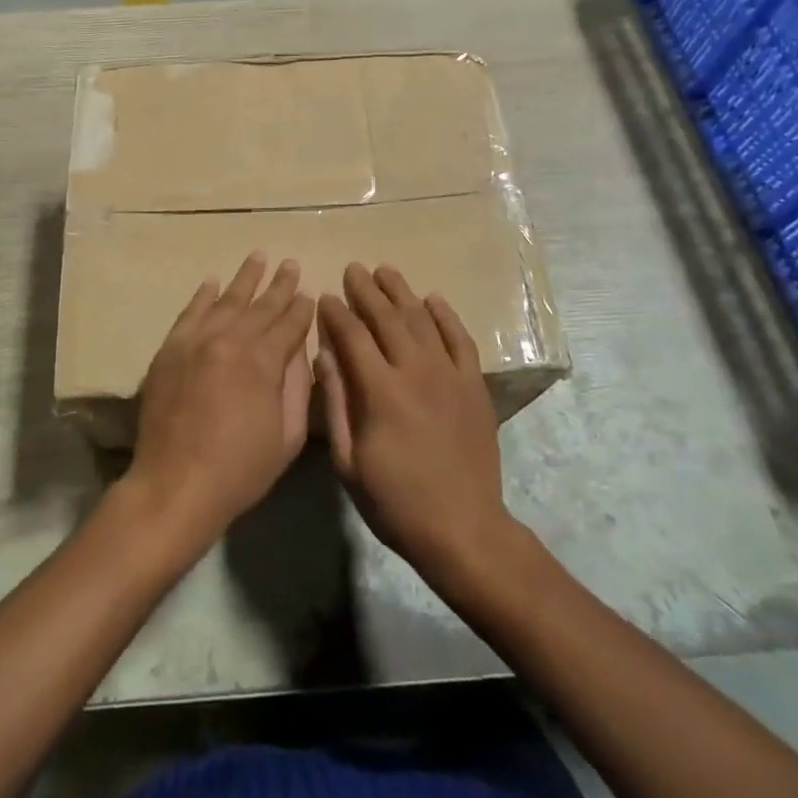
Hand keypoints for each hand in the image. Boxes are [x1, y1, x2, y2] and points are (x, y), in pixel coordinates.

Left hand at [123, 254, 315, 549]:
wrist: (175, 484)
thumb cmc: (240, 468)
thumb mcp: (287, 436)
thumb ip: (296, 386)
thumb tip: (297, 349)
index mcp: (264, 361)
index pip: (289, 324)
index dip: (301, 308)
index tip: (309, 294)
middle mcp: (231, 340)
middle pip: (261, 306)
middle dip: (280, 285)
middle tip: (291, 264)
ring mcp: (197, 340)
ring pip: (227, 300)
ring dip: (245, 278)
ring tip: (258, 257)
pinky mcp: (171, 348)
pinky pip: (190, 312)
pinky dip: (203, 295)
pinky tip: (213, 282)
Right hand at [317, 264, 514, 589]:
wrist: (463, 528)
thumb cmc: (395, 501)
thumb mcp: (349, 462)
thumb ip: (336, 404)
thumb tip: (324, 356)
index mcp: (380, 391)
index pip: (352, 336)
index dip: (336, 313)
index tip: (325, 296)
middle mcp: (415, 371)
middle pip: (387, 318)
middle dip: (366, 290)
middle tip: (353, 269)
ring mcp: (449, 375)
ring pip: (422, 320)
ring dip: (401, 292)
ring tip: (385, 271)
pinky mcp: (474, 384)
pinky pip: (460, 339)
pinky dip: (446, 315)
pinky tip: (433, 298)